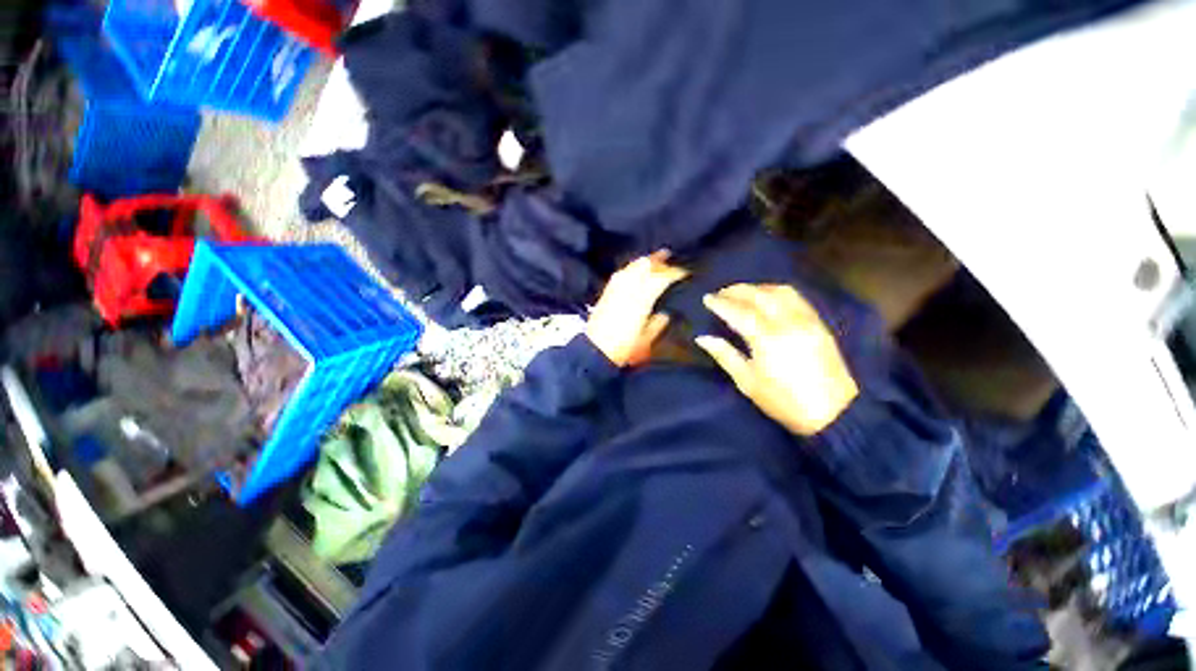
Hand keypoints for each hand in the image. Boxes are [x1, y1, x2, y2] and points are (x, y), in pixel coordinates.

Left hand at [586, 251, 688, 366]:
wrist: (595, 350)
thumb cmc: (624, 348)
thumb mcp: (646, 340)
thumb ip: (657, 325)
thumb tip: (665, 314)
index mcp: (642, 298)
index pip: (661, 278)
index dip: (674, 272)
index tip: (684, 272)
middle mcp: (628, 288)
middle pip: (645, 266)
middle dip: (658, 260)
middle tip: (669, 256)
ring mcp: (616, 288)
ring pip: (632, 267)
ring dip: (644, 261)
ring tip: (654, 260)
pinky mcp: (607, 292)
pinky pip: (622, 273)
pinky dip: (632, 268)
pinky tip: (634, 270)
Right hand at [696, 284, 858, 435]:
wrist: (835, 413)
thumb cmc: (784, 401)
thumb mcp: (748, 383)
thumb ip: (725, 355)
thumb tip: (702, 338)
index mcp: (767, 339)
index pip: (739, 312)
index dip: (720, 303)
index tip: (707, 298)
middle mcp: (787, 323)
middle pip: (759, 295)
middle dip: (737, 290)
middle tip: (721, 292)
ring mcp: (806, 321)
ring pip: (780, 291)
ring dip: (758, 287)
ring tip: (743, 293)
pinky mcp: (819, 324)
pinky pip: (796, 298)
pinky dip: (777, 292)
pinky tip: (768, 297)